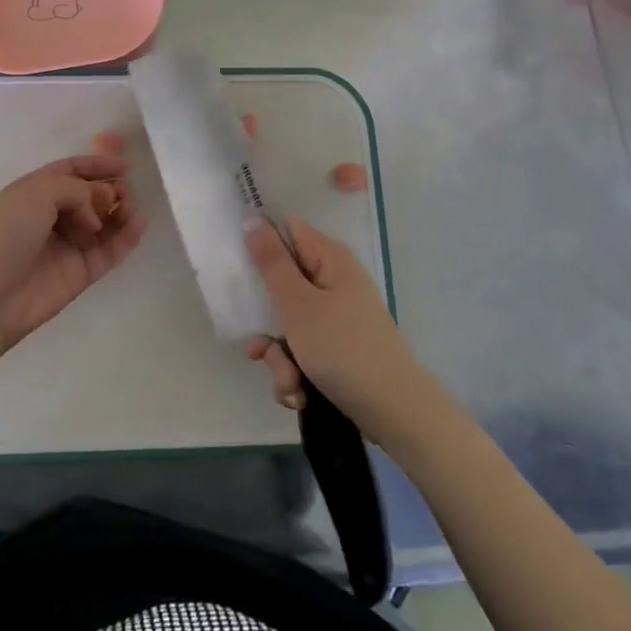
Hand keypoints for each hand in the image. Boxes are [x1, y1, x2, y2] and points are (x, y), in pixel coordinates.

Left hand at [0, 154, 148, 350]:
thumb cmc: (7, 232)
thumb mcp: (38, 192)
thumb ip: (77, 190)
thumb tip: (97, 211)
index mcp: (35, 191)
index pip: (71, 171)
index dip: (97, 165)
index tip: (125, 165)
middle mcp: (53, 216)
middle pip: (91, 196)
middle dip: (111, 189)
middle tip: (124, 192)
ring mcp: (68, 245)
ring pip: (104, 223)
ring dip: (122, 211)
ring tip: (132, 208)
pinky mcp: (81, 272)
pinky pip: (110, 250)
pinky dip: (127, 237)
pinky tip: (139, 223)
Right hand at [243, 216, 427, 441]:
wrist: (394, 411)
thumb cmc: (343, 348)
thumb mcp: (298, 304)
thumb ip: (272, 262)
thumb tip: (252, 219)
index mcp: (329, 259)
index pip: (286, 232)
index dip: (260, 244)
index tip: (236, 266)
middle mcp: (333, 282)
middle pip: (281, 285)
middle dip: (266, 321)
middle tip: (259, 347)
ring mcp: (336, 317)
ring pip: (287, 325)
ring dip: (279, 357)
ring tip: (289, 381)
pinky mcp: (337, 348)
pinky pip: (302, 351)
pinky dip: (295, 373)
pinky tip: (299, 394)